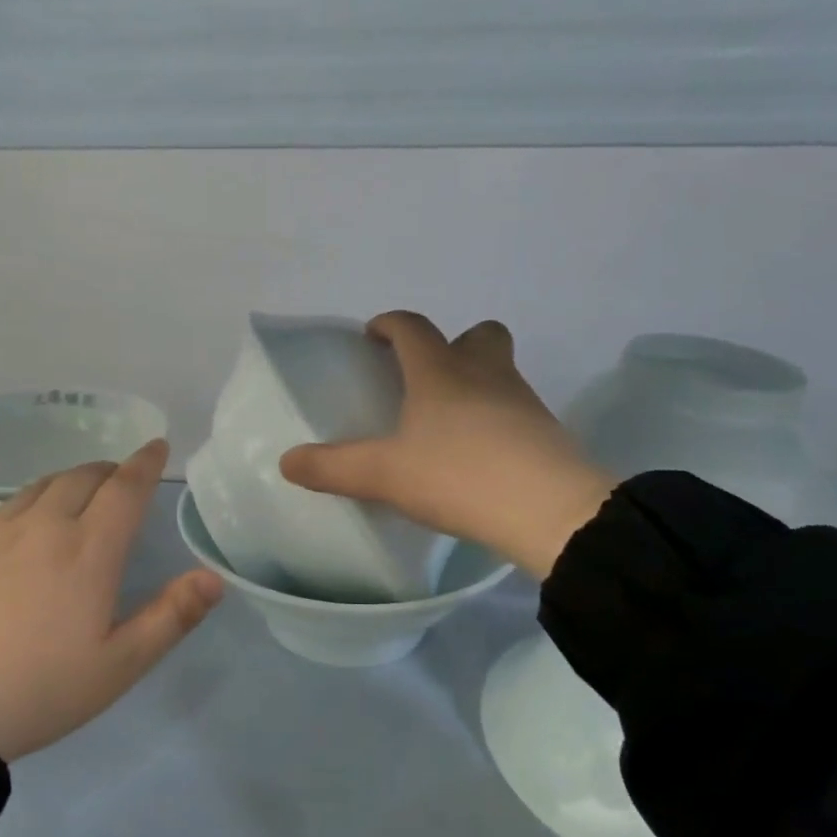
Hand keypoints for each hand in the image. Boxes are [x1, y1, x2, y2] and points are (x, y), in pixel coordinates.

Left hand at [0, 440, 222, 759]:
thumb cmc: (38, 689)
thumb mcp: (118, 665)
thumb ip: (171, 617)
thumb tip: (214, 577)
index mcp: (89, 551)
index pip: (125, 488)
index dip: (145, 463)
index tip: (157, 446)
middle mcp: (45, 526)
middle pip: (83, 476)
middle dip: (111, 470)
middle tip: (124, 479)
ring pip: (44, 484)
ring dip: (72, 479)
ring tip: (83, 492)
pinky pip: (10, 503)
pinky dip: (36, 496)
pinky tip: (31, 518)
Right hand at [280, 312, 615, 579]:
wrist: (549, 511)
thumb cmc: (457, 475)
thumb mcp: (383, 475)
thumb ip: (332, 468)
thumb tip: (286, 462)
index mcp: (440, 372)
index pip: (413, 328)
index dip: (390, 325)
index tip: (373, 335)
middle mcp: (485, 374)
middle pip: (478, 335)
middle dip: (452, 344)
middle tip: (426, 376)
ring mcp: (523, 401)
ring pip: (500, 372)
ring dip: (476, 382)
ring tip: (449, 423)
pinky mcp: (547, 433)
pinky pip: (517, 410)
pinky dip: (496, 419)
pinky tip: (480, 454)